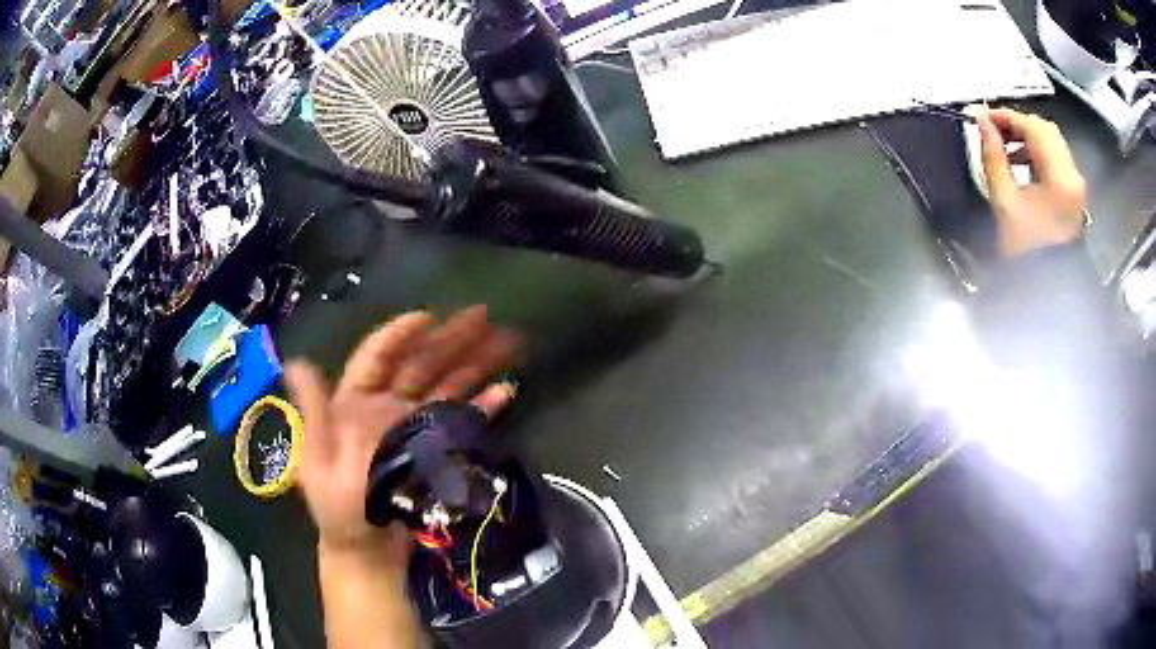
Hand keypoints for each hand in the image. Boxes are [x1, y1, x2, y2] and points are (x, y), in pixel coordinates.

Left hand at [284, 306, 518, 564]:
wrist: (367, 548)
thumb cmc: (337, 505)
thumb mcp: (316, 459)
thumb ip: (313, 410)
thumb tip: (295, 361)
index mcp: (356, 403)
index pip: (377, 358)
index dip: (400, 334)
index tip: (428, 317)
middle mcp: (387, 407)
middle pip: (420, 365)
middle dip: (450, 339)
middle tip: (483, 316)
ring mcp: (415, 428)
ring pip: (446, 386)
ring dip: (474, 363)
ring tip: (504, 341)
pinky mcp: (437, 450)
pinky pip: (461, 421)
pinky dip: (483, 405)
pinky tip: (505, 390)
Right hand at [977, 108, 1087, 256]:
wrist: (1047, 290)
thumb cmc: (1026, 251)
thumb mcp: (1004, 201)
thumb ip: (993, 156)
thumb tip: (982, 121)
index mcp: (1060, 178)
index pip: (1032, 128)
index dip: (1005, 115)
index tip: (981, 115)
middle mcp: (1073, 175)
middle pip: (1044, 129)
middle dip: (1017, 122)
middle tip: (992, 126)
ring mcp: (1076, 184)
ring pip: (1051, 140)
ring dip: (1027, 135)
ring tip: (1004, 144)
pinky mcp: (1074, 192)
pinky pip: (1055, 157)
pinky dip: (1037, 151)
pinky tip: (1020, 160)